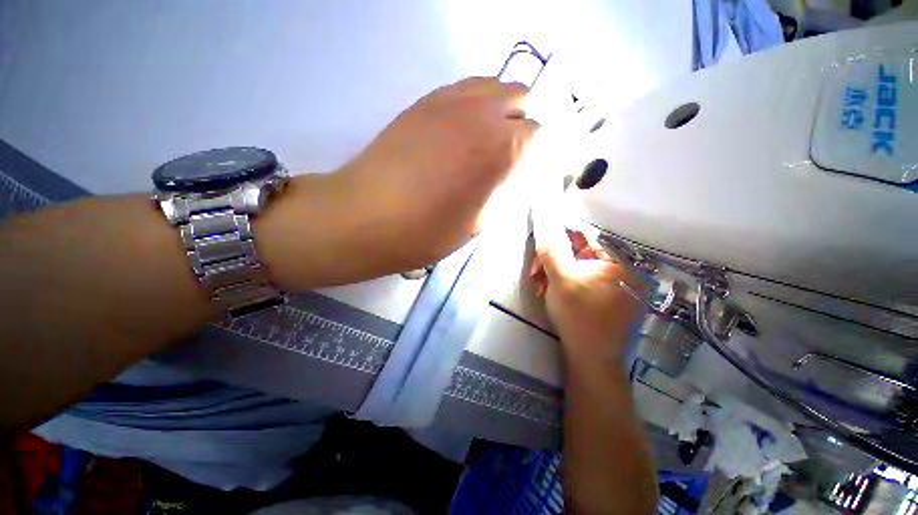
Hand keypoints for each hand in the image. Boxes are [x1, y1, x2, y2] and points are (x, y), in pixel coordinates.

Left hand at [338, 77, 535, 272]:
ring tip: (484, 138)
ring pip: (490, 85)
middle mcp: (480, 114)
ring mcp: (448, 101)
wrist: (365, 217)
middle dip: (519, 122)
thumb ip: (498, 193)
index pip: (536, 134)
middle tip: (506, 152)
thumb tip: (503, 176)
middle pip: (518, 98)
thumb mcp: (477, 224)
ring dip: (497, 107)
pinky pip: (461, 90)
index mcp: (500, 149)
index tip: (523, 168)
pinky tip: (459, 130)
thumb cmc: (426, 231)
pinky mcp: (422, 103)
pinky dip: (471, 104)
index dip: (533, 152)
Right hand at [530, 221, 644, 361]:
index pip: (583, 235)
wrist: (590, 357)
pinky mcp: (603, 297)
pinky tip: (549, 292)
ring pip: (575, 267)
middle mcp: (619, 269)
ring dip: (553, 273)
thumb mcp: (560, 278)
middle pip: (577, 252)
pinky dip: (561, 283)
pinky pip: (579, 280)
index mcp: (615, 260)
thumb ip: (552, 248)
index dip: (557, 237)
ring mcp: (612, 284)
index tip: (538, 248)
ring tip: (539, 286)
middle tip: (535, 272)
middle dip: (551, 261)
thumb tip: (544, 221)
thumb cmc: (578, 314)